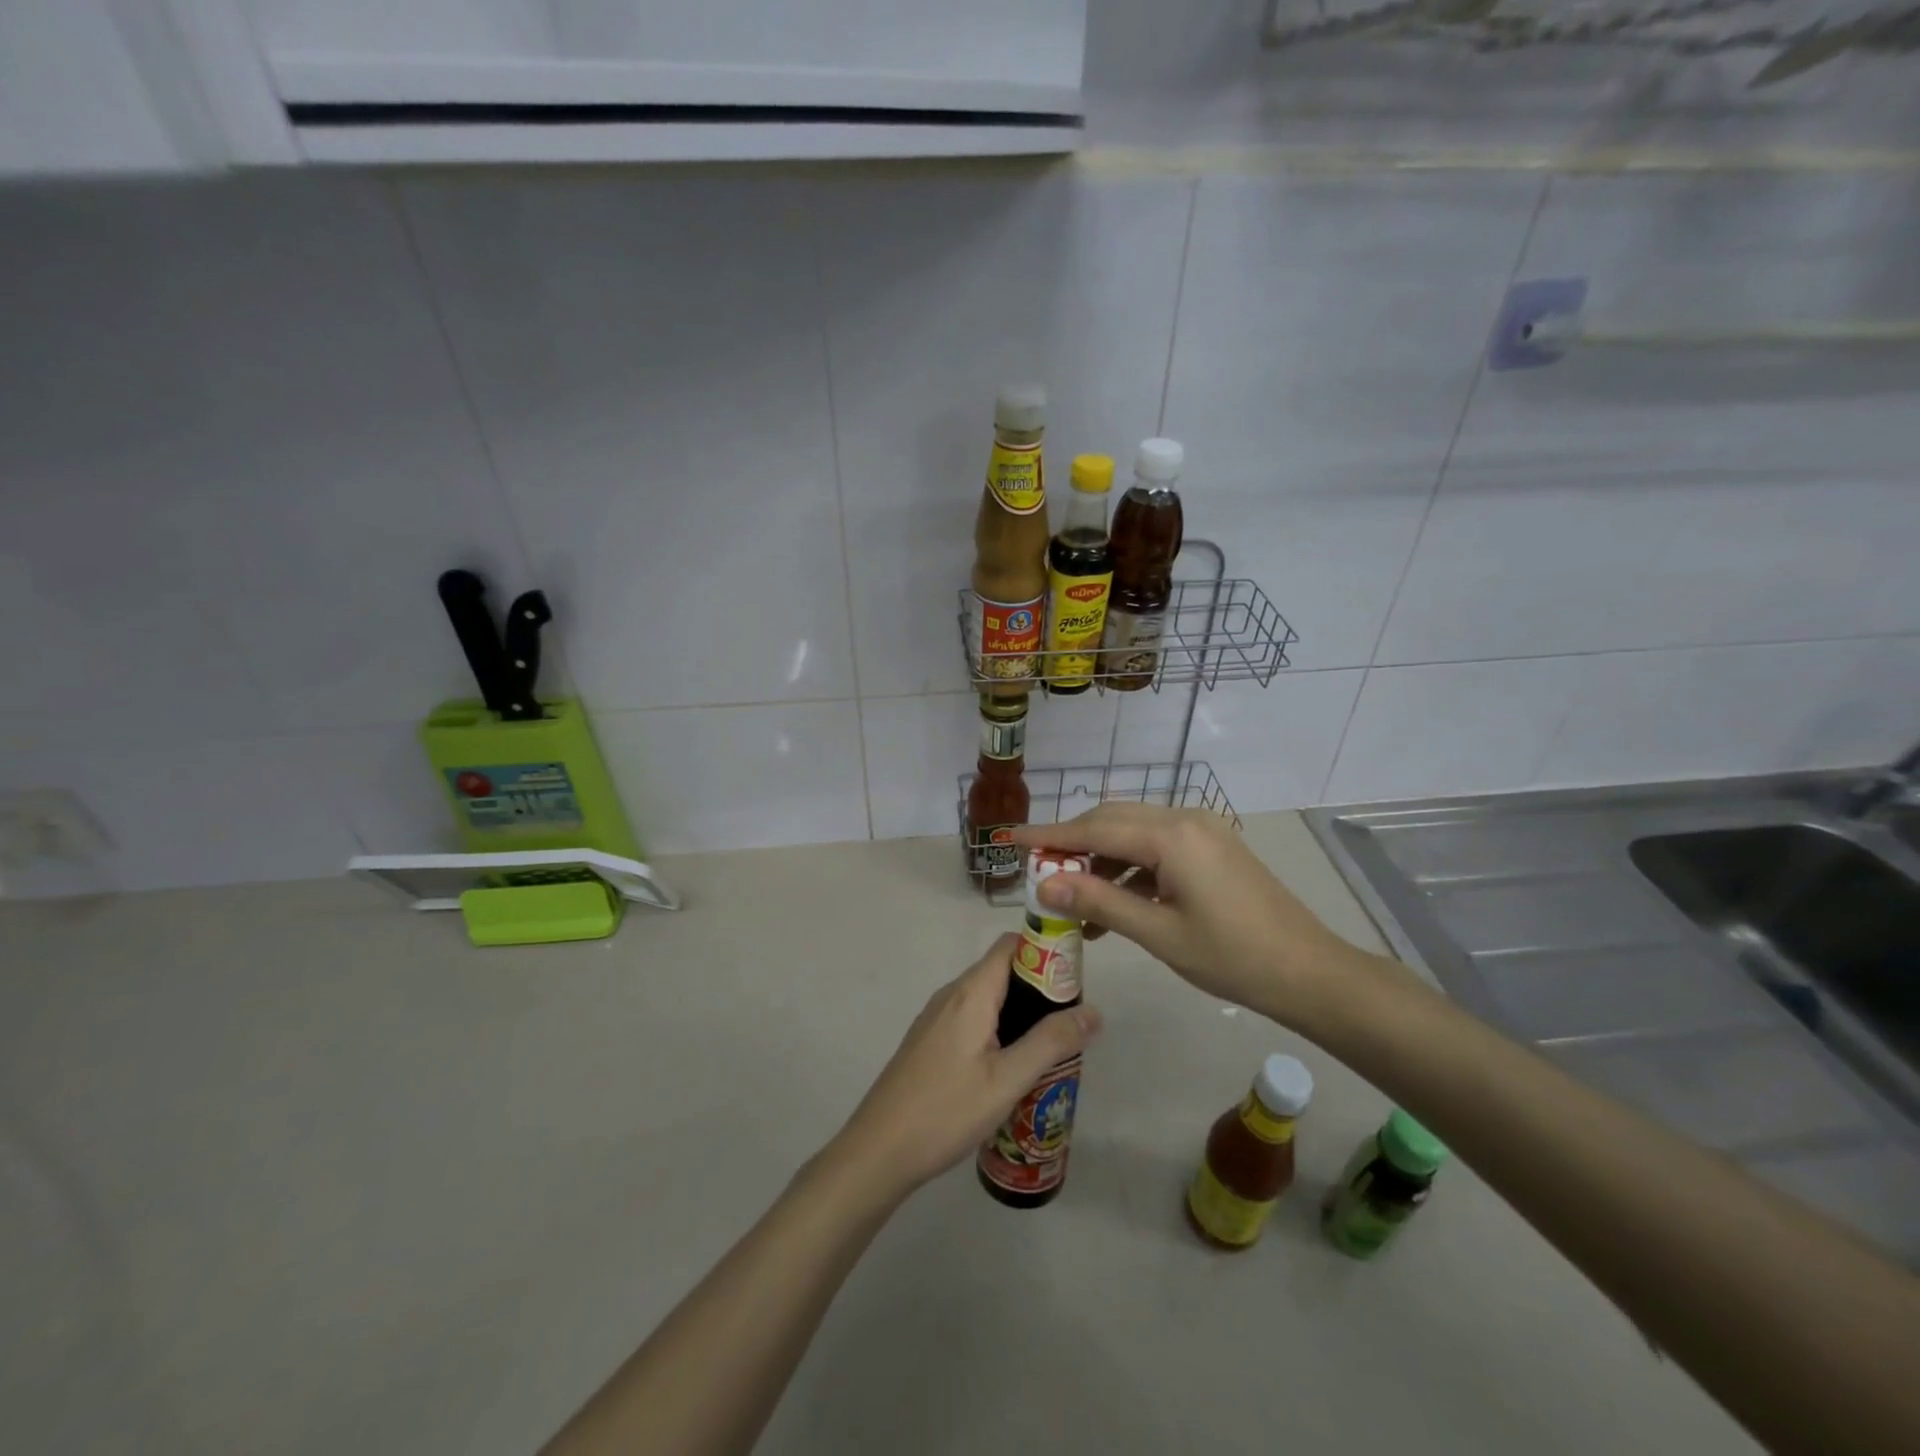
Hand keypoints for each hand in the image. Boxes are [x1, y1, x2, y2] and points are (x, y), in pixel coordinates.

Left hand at [832, 934, 1101, 1198]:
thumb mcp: (1008, 1080)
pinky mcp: (929, 1040)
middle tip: (1071, 1021)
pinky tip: (1011, 1065)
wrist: (879, 1149)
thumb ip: (1051, 1042)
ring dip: (1020, 1011)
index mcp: (971, 992)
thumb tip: (1094, 1011)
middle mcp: (952, 994)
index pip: (1011, 944)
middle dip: (1039, 987)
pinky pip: (971, 1018)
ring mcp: (936, 1017)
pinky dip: (998, 1027)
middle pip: (1002, 969)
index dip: (1045, 950)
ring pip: (987, 997)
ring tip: (1050, 1046)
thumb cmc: (946, 1110)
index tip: (1076, 978)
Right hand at [1012, 804, 1366, 1027]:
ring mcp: (1202, 830)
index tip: (1010, 838)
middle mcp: (1184, 819)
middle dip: (1071, 844)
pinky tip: (1114, 905)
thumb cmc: (1232, 957)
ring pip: (1132, 833)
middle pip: (1111, 821)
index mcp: (1171, 836)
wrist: (1309, 972)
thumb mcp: (1158, 932)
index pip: (1094, 828)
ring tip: (1073, 903)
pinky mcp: (1212, 846)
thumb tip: (1044, 884)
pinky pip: (1156, 847)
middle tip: (1037, 871)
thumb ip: (1098, 902)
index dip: (1049, 835)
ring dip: (1100, 861)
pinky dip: (1129, 869)